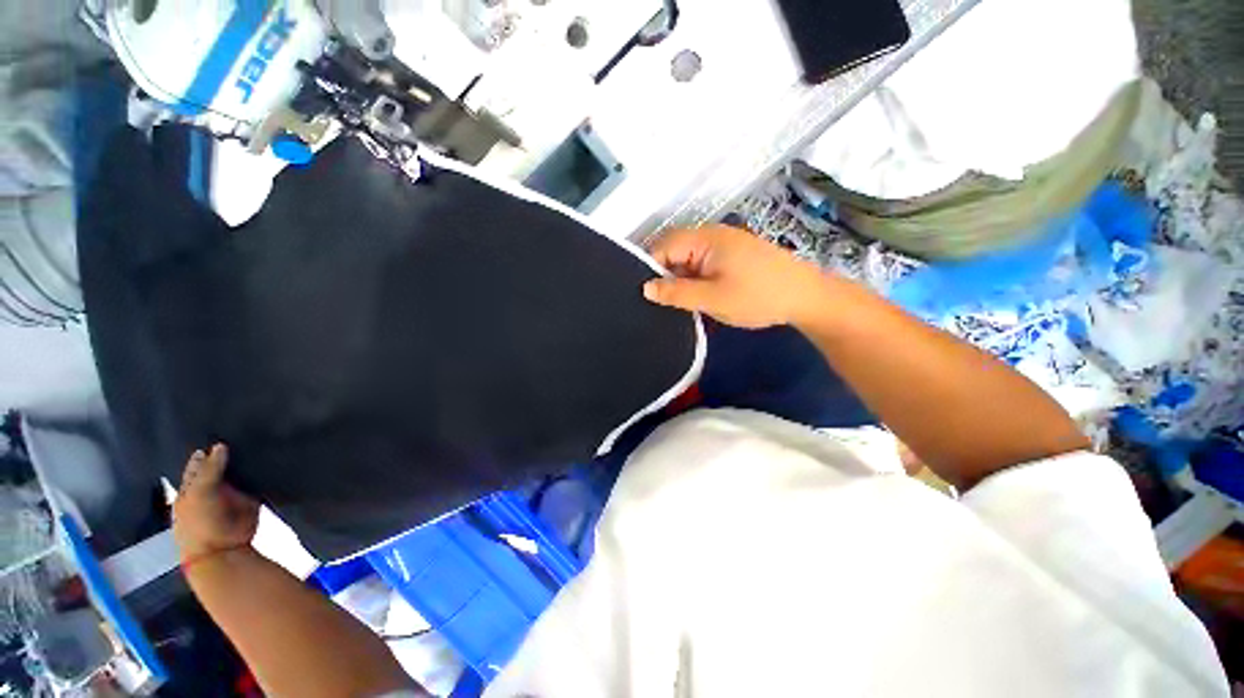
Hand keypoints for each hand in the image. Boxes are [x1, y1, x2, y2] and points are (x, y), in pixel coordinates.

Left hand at [172, 444, 259, 563]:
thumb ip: (210, 469)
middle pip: (220, 467)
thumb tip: (220, 445)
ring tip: (258, 442)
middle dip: (228, 455)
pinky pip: (256, 483)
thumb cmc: (200, 523)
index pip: (198, 464)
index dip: (205, 452)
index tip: (217, 432)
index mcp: (191, 487)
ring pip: (239, 473)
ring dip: (246, 464)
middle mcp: (211, 488)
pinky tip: (268, 460)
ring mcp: (231, 494)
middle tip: (241, 434)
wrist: (223, 550)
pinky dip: (261, 474)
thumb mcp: (200, 493)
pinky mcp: (250, 499)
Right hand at [643, 225, 831, 328]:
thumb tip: (645, 288)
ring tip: (677, 305)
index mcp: (705, 238)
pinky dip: (696, 281)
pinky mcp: (733, 256)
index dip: (650, 269)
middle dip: (666, 276)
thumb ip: (676, 293)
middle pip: (675, 251)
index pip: (663, 246)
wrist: (806, 298)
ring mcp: (724, 245)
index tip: (644, 295)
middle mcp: (712, 235)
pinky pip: (703, 265)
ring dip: (682, 281)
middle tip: (660, 304)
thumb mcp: (712, 298)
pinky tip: (697, 298)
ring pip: (689, 261)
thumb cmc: (758, 296)